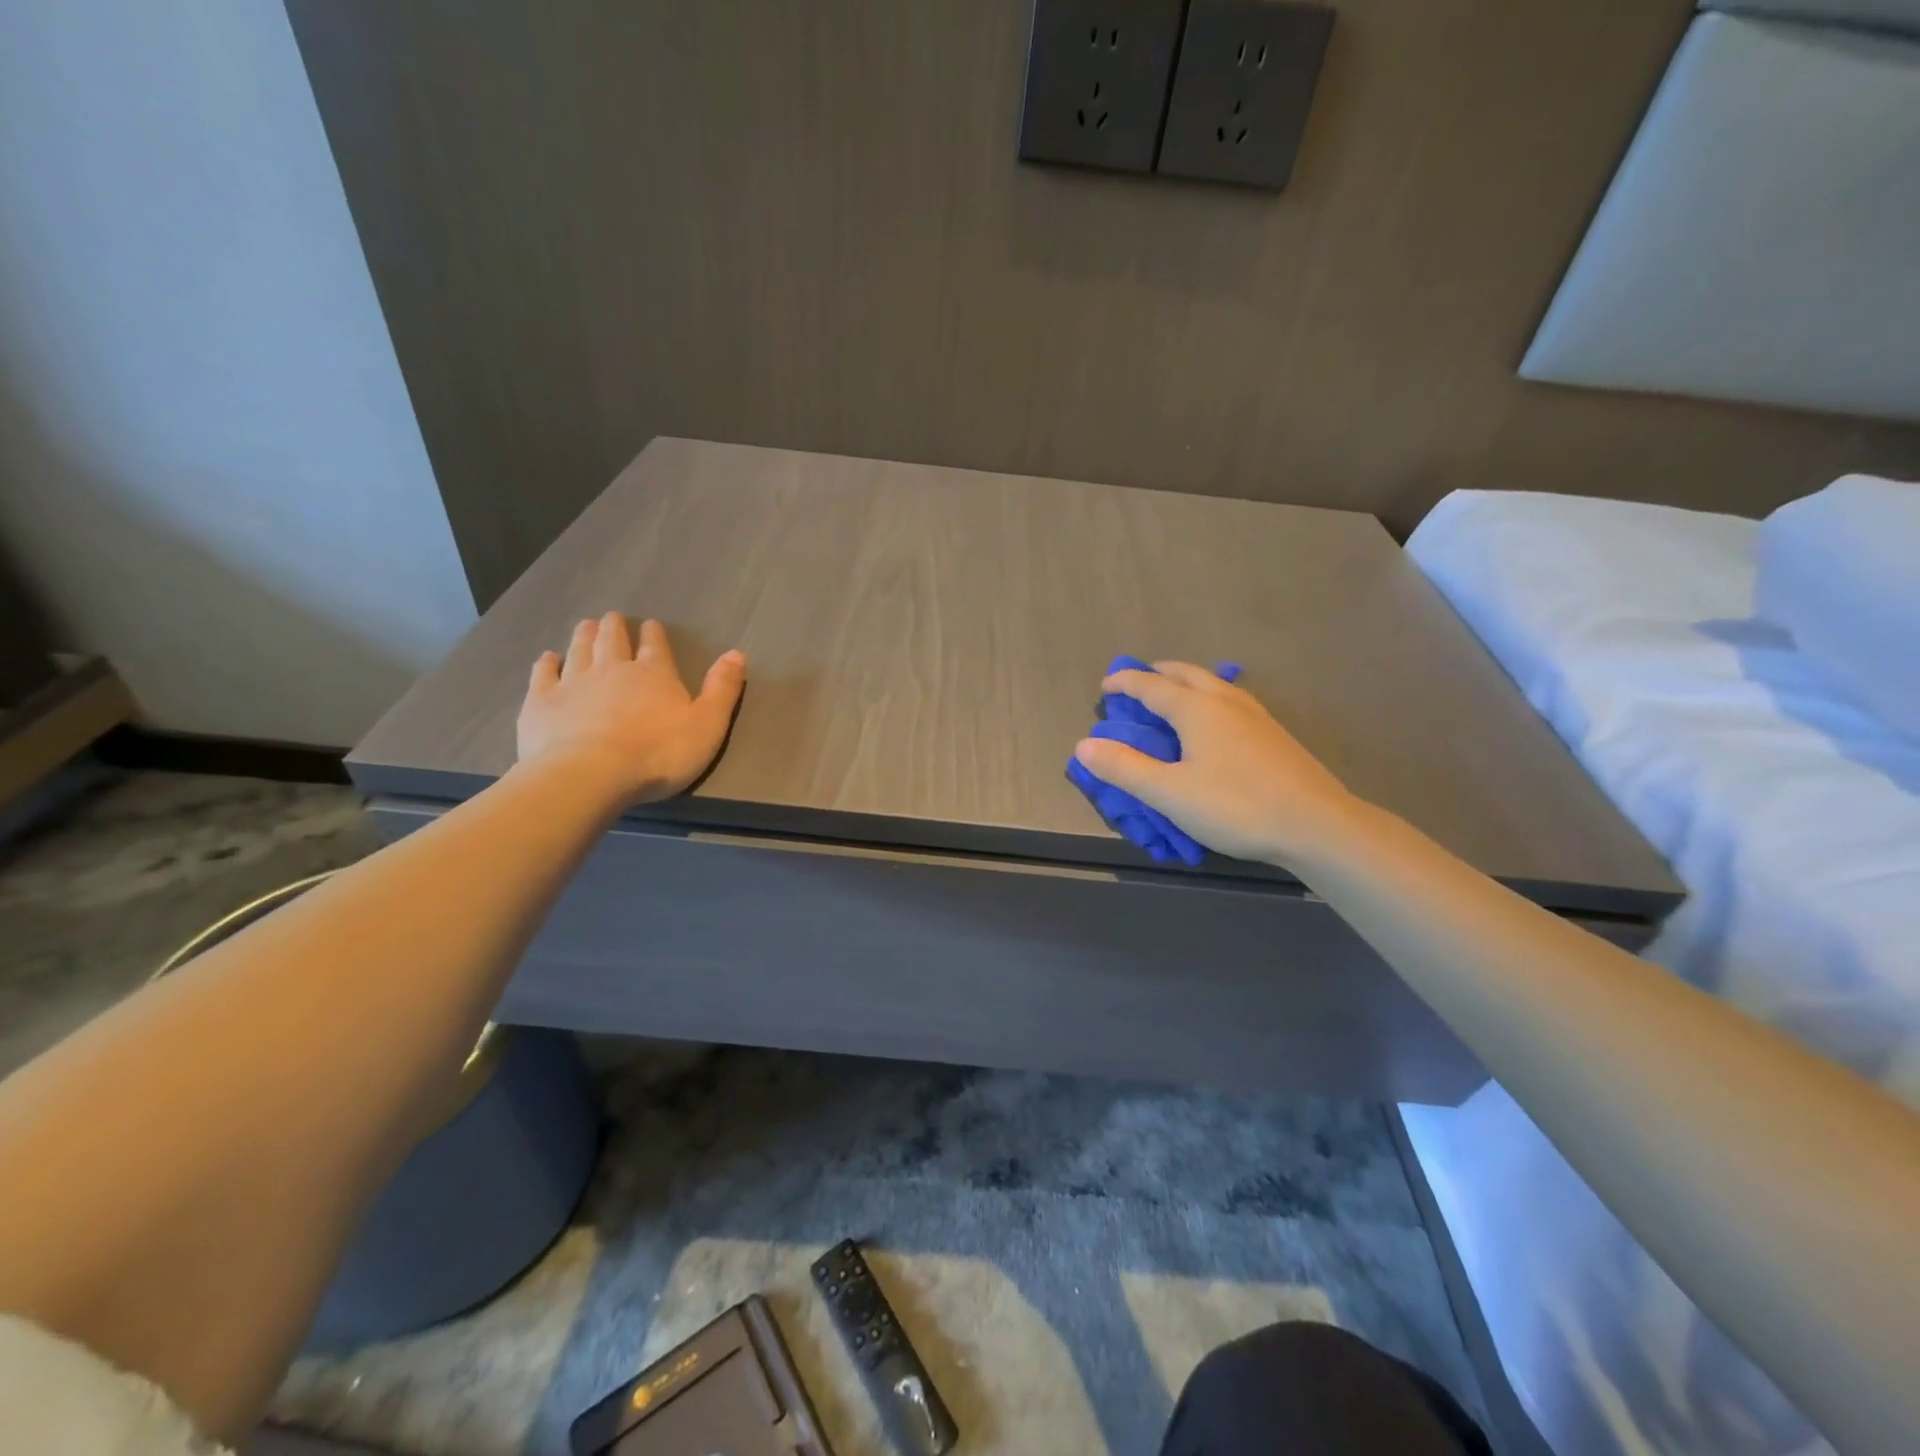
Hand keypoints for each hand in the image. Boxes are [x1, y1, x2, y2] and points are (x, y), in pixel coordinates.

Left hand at [516, 613, 745, 805]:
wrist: (590, 775)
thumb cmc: (659, 753)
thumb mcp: (708, 725)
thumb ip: (723, 689)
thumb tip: (737, 653)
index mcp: (654, 674)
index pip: (655, 645)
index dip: (654, 634)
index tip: (651, 625)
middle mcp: (613, 668)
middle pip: (612, 639)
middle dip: (615, 627)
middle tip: (613, 618)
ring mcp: (573, 682)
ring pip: (579, 649)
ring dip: (585, 635)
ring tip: (587, 625)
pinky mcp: (542, 702)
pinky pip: (544, 673)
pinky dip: (548, 663)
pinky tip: (549, 658)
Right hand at [1073, 662, 1365, 866]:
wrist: (1317, 825)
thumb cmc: (1236, 807)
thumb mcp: (1169, 793)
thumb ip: (1124, 768)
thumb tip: (1084, 745)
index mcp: (1196, 709)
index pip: (1151, 686)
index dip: (1125, 683)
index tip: (1105, 686)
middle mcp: (1225, 702)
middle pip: (1186, 674)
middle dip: (1158, 673)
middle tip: (1138, 682)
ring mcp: (1255, 716)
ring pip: (1214, 684)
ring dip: (1187, 683)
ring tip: (1174, 696)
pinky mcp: (1274, 735)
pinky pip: (1232, 700)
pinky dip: (1210, 698)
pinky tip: (1216, 722)